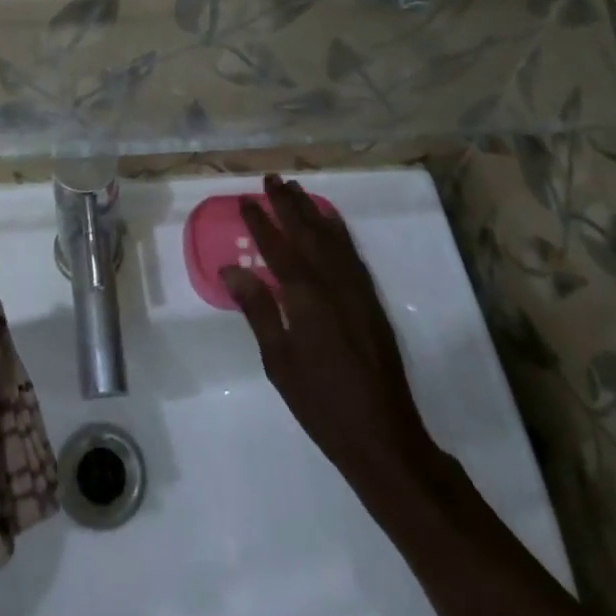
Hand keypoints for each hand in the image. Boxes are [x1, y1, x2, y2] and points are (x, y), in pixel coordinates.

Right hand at [222, 175, 452, 500]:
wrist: (384, 436)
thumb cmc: (321, 403)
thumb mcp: (279, 361)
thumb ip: (258, 310)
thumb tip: (232, 269)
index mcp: (305, 296)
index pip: (277, 247)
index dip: (260, 221)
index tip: (245, 199)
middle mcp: (332, 282)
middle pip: (306, 232)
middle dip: (287, 204)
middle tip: (271, 178)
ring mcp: (356, 289)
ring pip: (331, 237)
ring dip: (312, 210)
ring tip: (296, 189)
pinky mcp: (371, 301)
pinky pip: (352, 253)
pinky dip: (338, 231)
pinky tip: (331, 223)